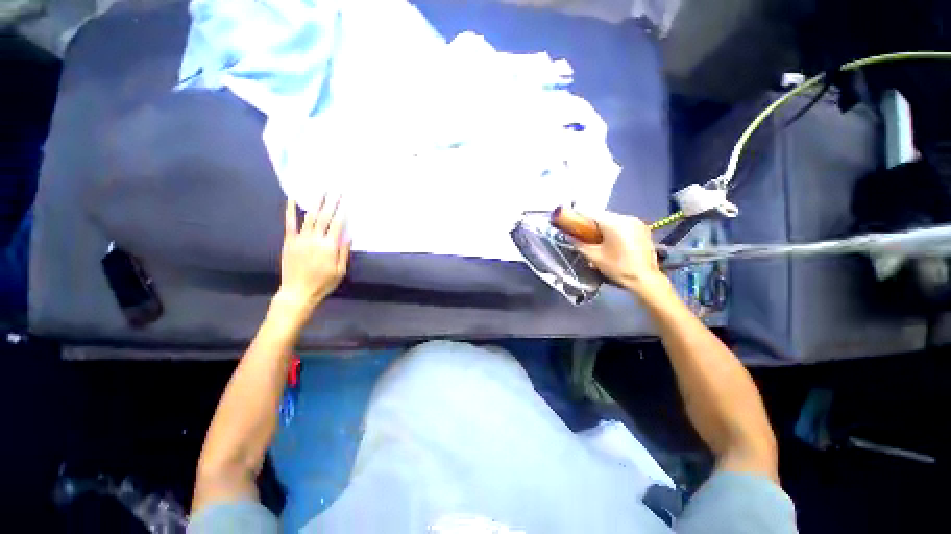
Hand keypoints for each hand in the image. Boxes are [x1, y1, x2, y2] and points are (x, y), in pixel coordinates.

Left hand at [276, 195, 350, 313]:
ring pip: (310, 216)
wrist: (298, 292)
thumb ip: (344, 252)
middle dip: (332, 202)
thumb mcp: (340, 271)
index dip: (343, 211)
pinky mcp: (289, 240)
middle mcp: (316, 239)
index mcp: (330, 246)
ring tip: (322, 190)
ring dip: (316, 202)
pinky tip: (292, 198)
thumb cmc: (323, 283)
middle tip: (337, 190)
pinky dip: (291, 209)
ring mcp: (301, 238)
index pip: (338, 224)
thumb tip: (350, 235)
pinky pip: (290, 222)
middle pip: (325, 217)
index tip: (347, 200)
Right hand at [575, 211, 667, 294]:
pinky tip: (612, 241)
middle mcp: (626, 218)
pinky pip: (623, 224)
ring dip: (603, 226)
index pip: (591, 213)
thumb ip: (580, 244)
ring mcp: (637, 222)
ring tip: (598, 239)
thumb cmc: (618, 267)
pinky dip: (615, 229)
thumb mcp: (594, 257)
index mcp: (614, 223)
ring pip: (613, 219)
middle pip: (603, 215)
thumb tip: (569, 237)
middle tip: (583, 234)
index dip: (578, 217)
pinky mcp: (643, 229)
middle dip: (591, 223)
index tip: (571, 224)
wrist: (645, 279)